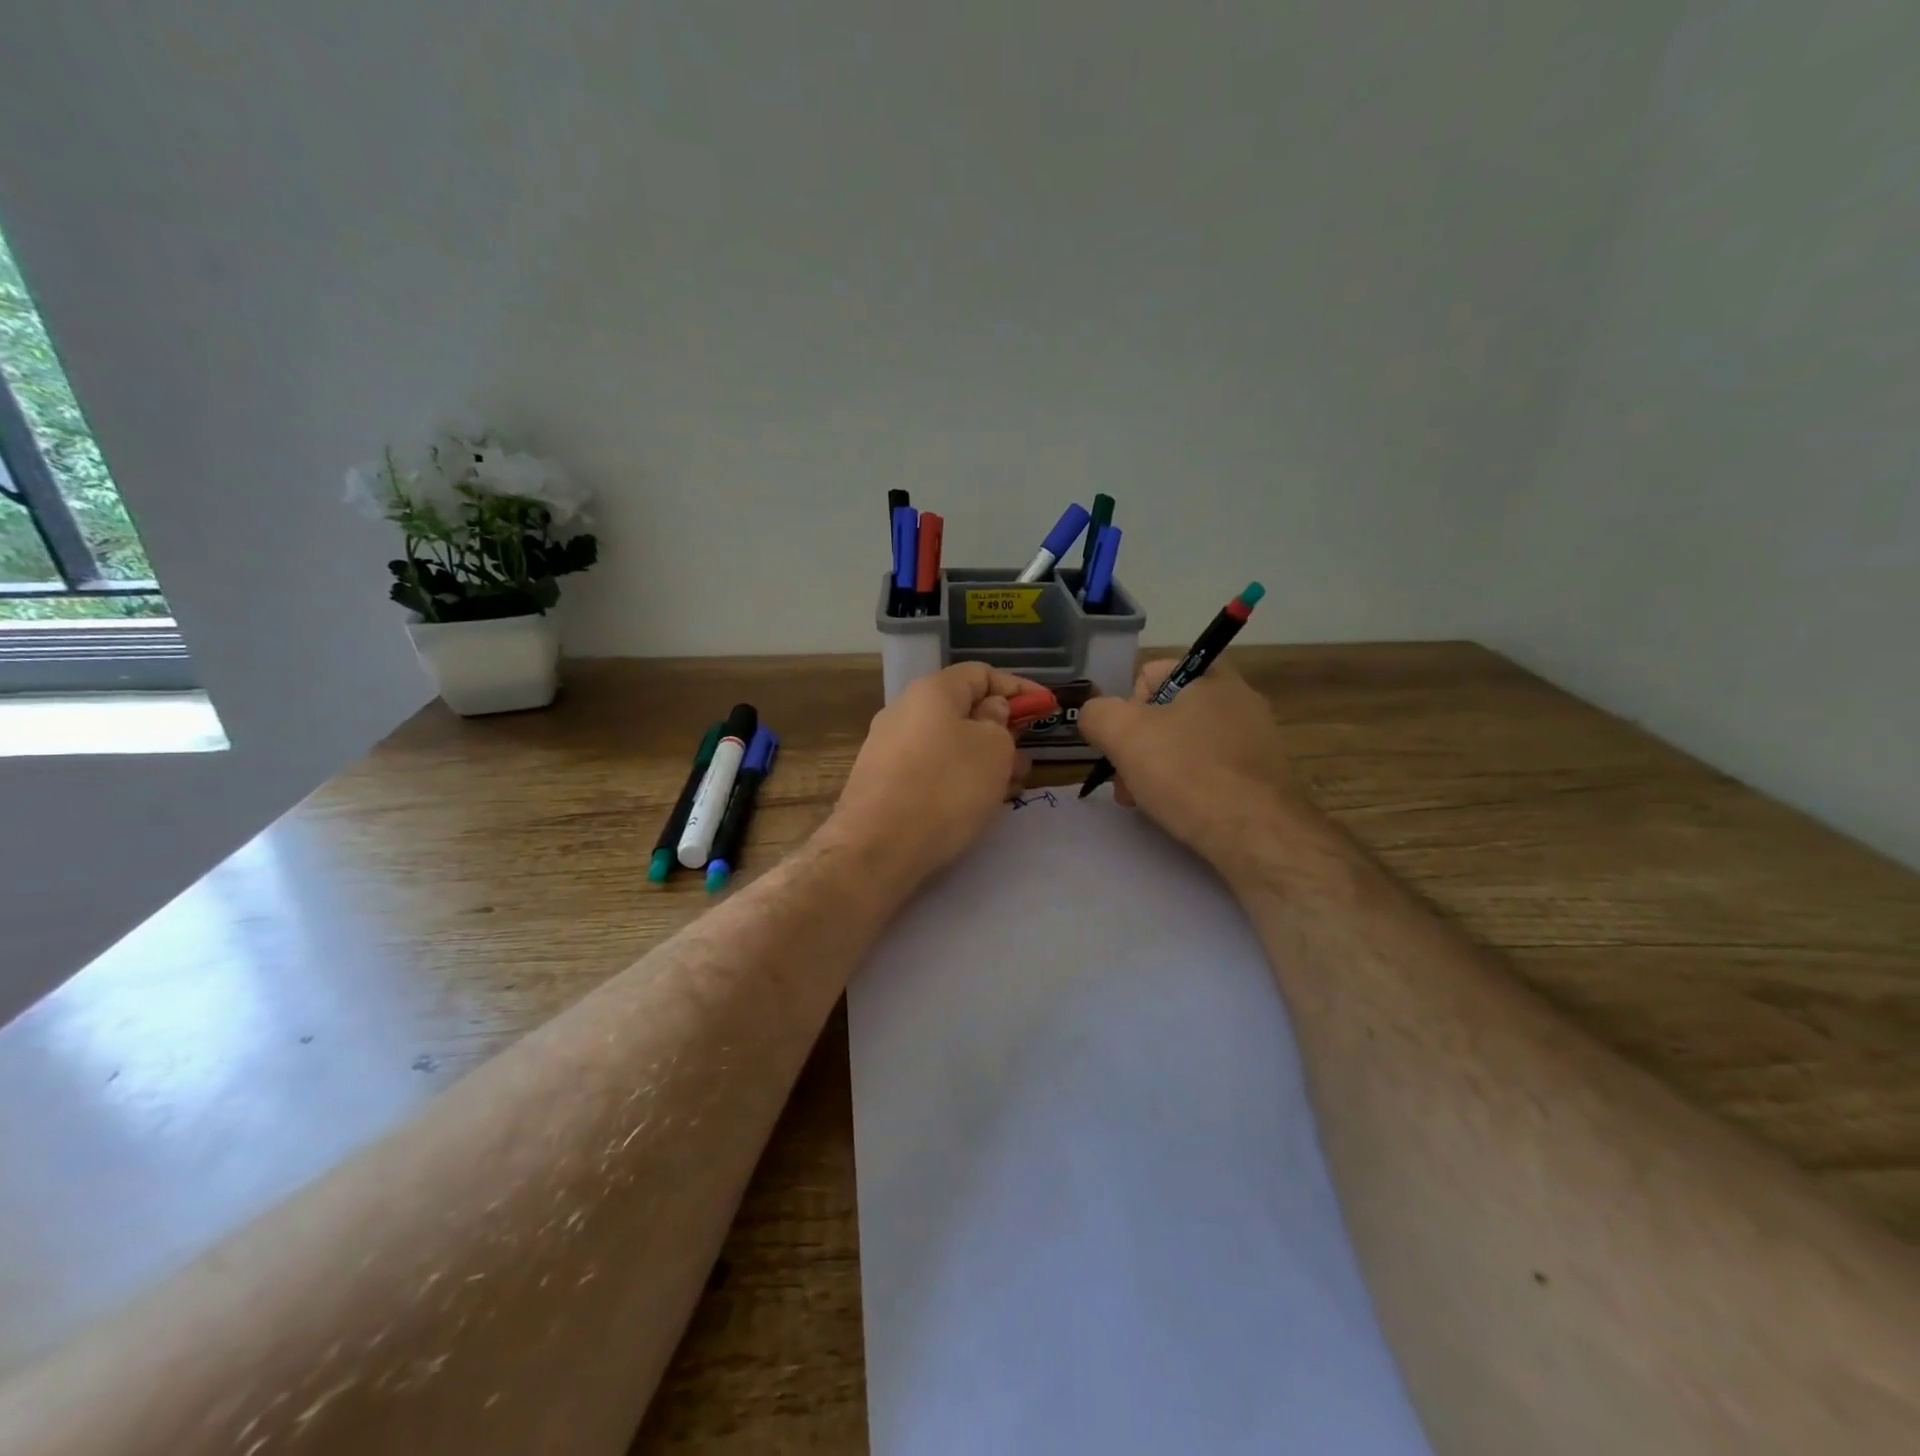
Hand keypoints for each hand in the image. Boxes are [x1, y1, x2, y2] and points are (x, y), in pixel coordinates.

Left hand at [825, 663, 1035, 892]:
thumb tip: (989, 712)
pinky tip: (976, 803)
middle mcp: (904, 711)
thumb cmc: (946, 788)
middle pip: (962, 710)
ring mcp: (888, 747)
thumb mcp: (993, 748)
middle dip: (1001, 730)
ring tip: (1009, 787)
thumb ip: (1000, 722)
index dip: (1019, 688)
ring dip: (983, 759)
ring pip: (948, 743)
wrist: (876, 847)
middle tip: (1026, 757)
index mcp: (932, 691)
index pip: (982, 673)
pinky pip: (930, 769)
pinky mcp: (882, 782)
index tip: (1047, 709)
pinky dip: (958, 778)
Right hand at [1077, 657, 1305, 869]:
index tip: (1126, 740)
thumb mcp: (1123, 734)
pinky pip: (1212, 772)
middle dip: (1139, 746)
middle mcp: (1240, 700)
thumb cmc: (1187, 772)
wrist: (1256, 834)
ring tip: (1149, 803)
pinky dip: (1190, 788)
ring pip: (1187, 746)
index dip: (1128, 705)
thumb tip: (1096, 717)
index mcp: (1212, 676)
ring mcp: (1257, 740)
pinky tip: (1181, 813)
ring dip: (1159, 770)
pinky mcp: (1263, 778)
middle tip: (1127, 781)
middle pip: (1166, 714)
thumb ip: (1097, 714)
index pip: (1150, 674)